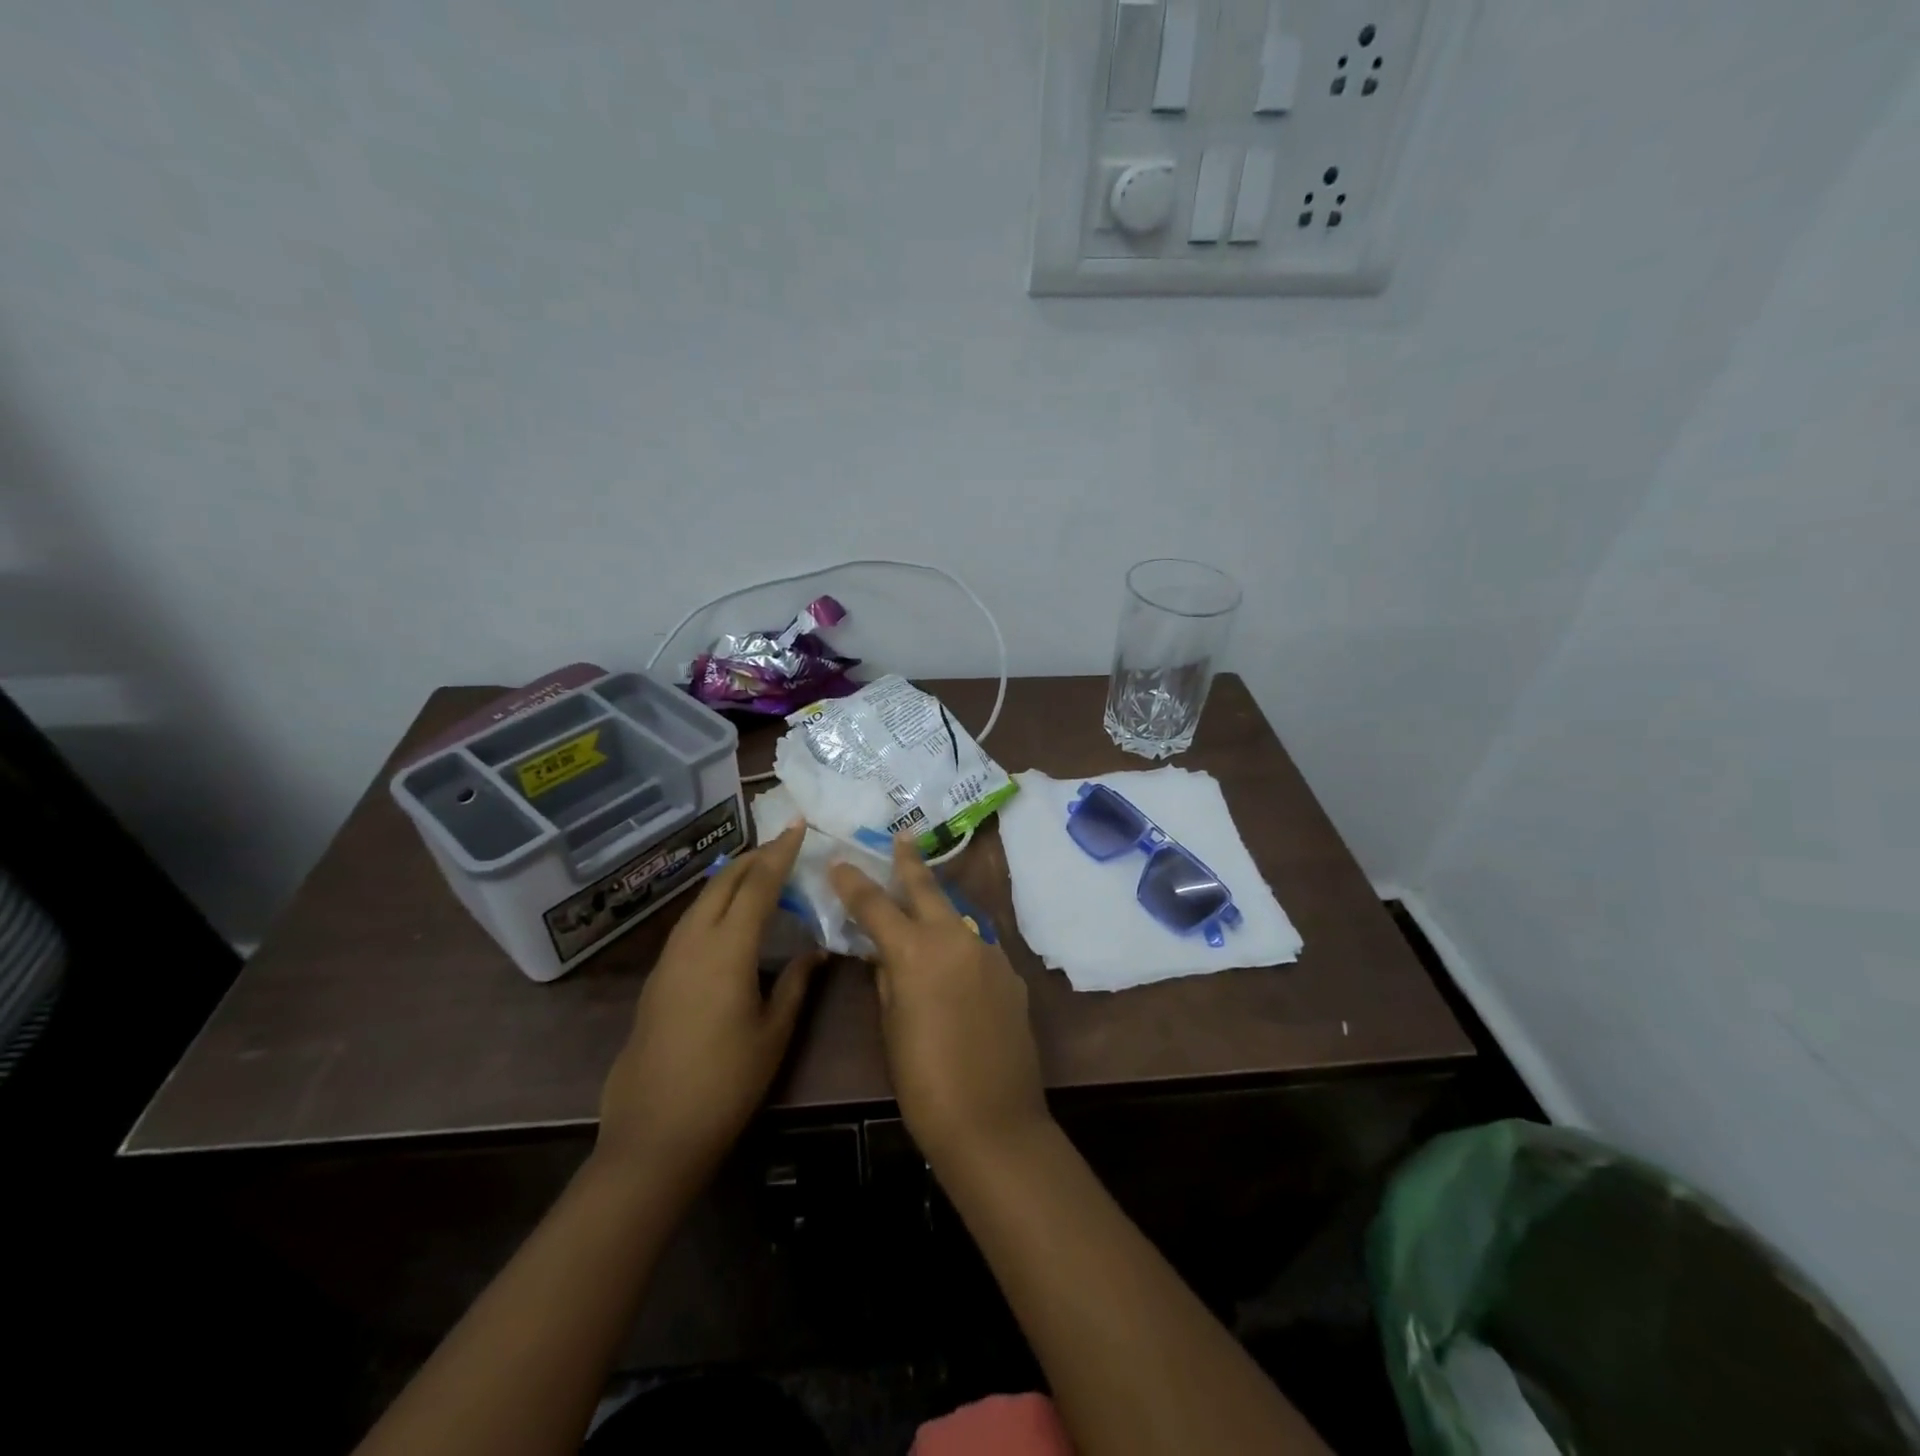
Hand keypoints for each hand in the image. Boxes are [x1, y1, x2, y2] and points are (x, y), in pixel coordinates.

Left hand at [596, 823, 821, 1182]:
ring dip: (731, 878)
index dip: (780, 853)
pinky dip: (714, 902)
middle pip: (724, 882)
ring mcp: (670, 959)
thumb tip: (816, 950)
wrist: (655, 1133)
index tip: (797, 825)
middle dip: (754, 857)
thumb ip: (796, 983)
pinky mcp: (658, 978)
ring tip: (760, 872)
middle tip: (783, 845)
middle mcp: (694, 942)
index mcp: (728, 950)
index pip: (758, 885)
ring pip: (702, 899)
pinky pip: (690, 921)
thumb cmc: (726, 1083)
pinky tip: (728, 915)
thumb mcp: (774, 1032)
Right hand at [829, 836, 1048, 1167]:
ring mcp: (989, 953)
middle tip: (902, 837)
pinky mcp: (1010, 974)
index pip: (876, 905)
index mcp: (916, 952)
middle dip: (909, 862)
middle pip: (927, 889)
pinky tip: (954, 967)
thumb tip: (883, 955)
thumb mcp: (891, 1028)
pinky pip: (977, 949)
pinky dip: (959, 948)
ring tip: (922, 909)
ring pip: (956, 919)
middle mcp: (955, 939)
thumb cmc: (925, 1082)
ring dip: (937, 911)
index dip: (854, 883)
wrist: (994, 1121)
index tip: (839, 862)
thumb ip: (887, 981)